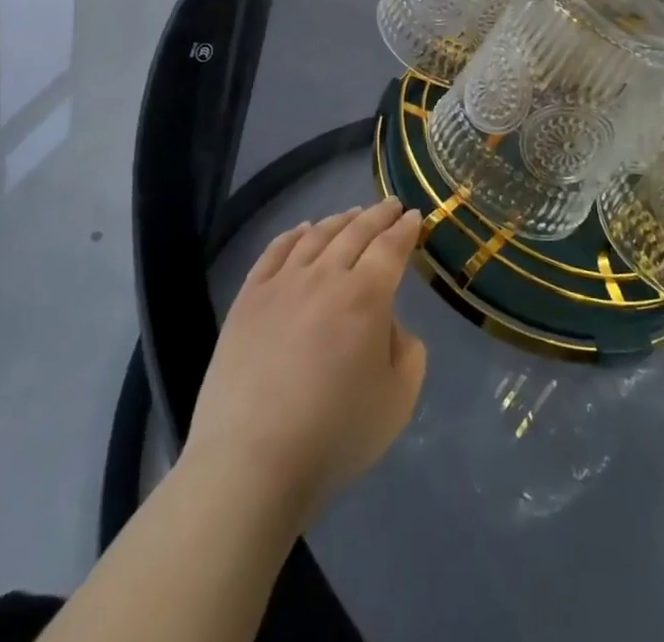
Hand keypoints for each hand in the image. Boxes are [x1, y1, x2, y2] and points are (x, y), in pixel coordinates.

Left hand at [183, 198, 426, 527]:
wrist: (252, 460)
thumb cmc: (334, 435)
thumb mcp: (397, 402)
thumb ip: (408, 353)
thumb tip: (390, 324)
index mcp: (366, 296)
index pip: (390, 248)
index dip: (405, 229)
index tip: (414, 215)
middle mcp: (325, 276)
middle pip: (355, 232)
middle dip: (377, 214)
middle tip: (390, 204)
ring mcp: (283, 283)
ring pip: (316, 236)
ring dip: (339, 220)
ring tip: (352, 213)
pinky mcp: (249, 298)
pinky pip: (275, 252)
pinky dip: (293, 234)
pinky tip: (302, 230)